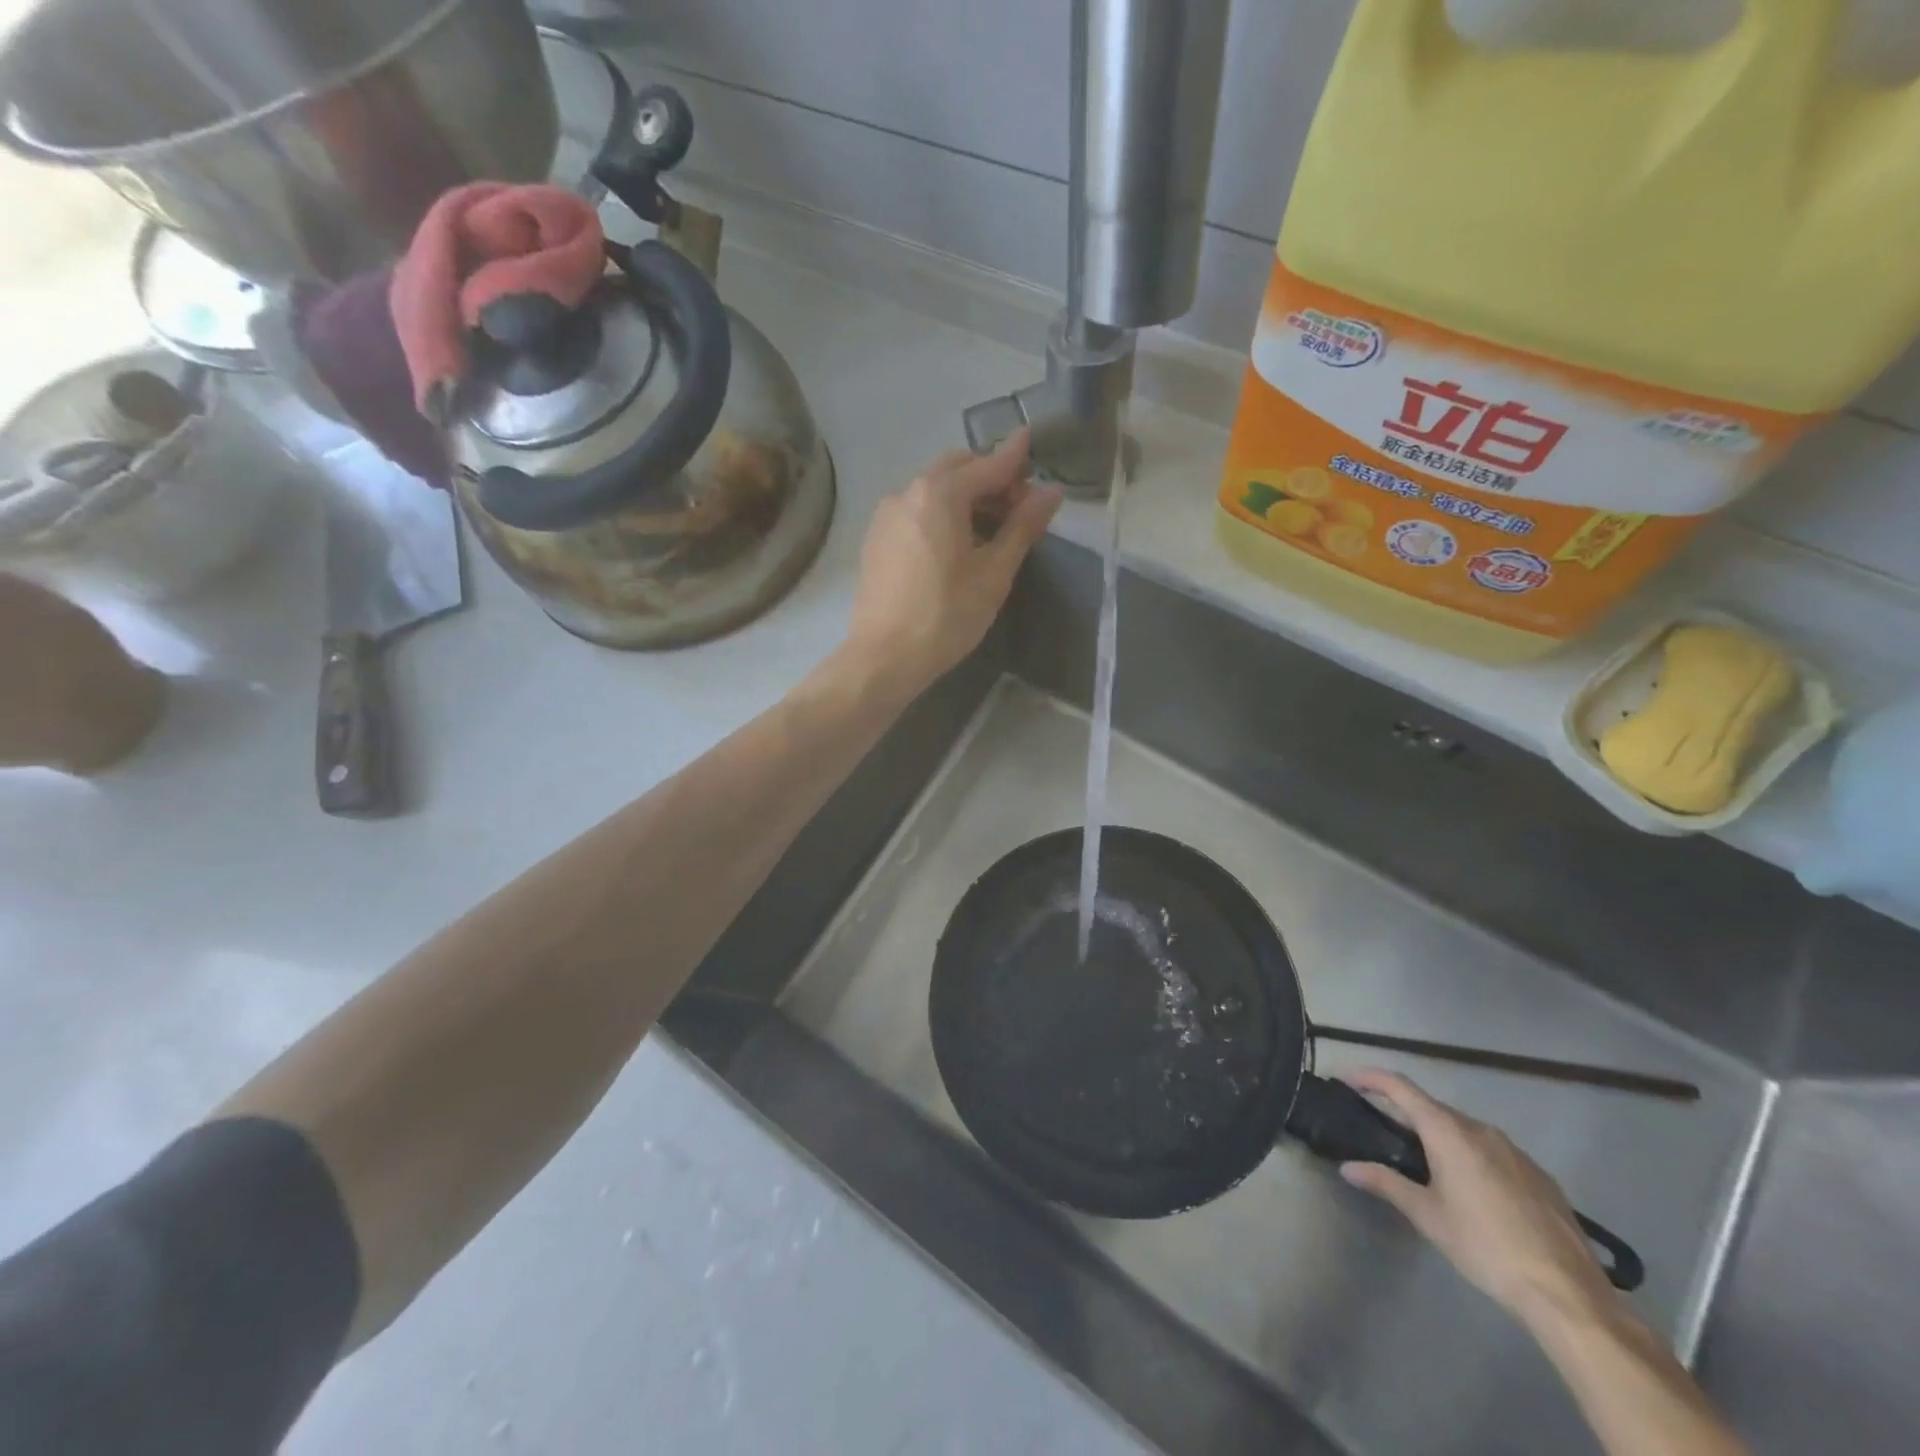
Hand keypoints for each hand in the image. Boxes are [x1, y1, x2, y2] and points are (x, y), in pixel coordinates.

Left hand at [843, 431, 1061, 701]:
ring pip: (934, 490)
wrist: (884, 657)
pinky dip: (941, 513)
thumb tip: (1052, 493)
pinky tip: (956, 545)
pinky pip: (916, 511)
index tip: (1033, 439)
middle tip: (1019, 508)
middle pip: (958, 469)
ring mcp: (887, 514)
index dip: (1016, 455)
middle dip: (990, 479)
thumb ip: (1022, 527)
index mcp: (940, 494)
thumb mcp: (994, 574)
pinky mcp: (876, 538)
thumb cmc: (946, 616)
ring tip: (991, 531)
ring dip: (966, 497)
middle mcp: (908, 491)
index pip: (989, 464)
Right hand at [1339, 1069, 1615, 1329]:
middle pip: (1431, 1108)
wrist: (1567, 1294)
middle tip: (1379, 1129)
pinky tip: (1470, 1189)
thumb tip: (1348, 1167)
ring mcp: (1515, 1151)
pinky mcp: (1539, 1176)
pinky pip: (1492, 1151)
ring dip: (1437, 1135)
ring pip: (1463, 1130)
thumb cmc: (1484, 1247)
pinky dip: (1469, 1155)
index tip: (1345, 1079)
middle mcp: (1480, 1129)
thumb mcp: (1427, 1216)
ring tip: (1422, 1162)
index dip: (1368, 1077)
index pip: (1398, 1086)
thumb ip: (1385, 1183)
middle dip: (1402, 1112)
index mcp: (1448, 1131)